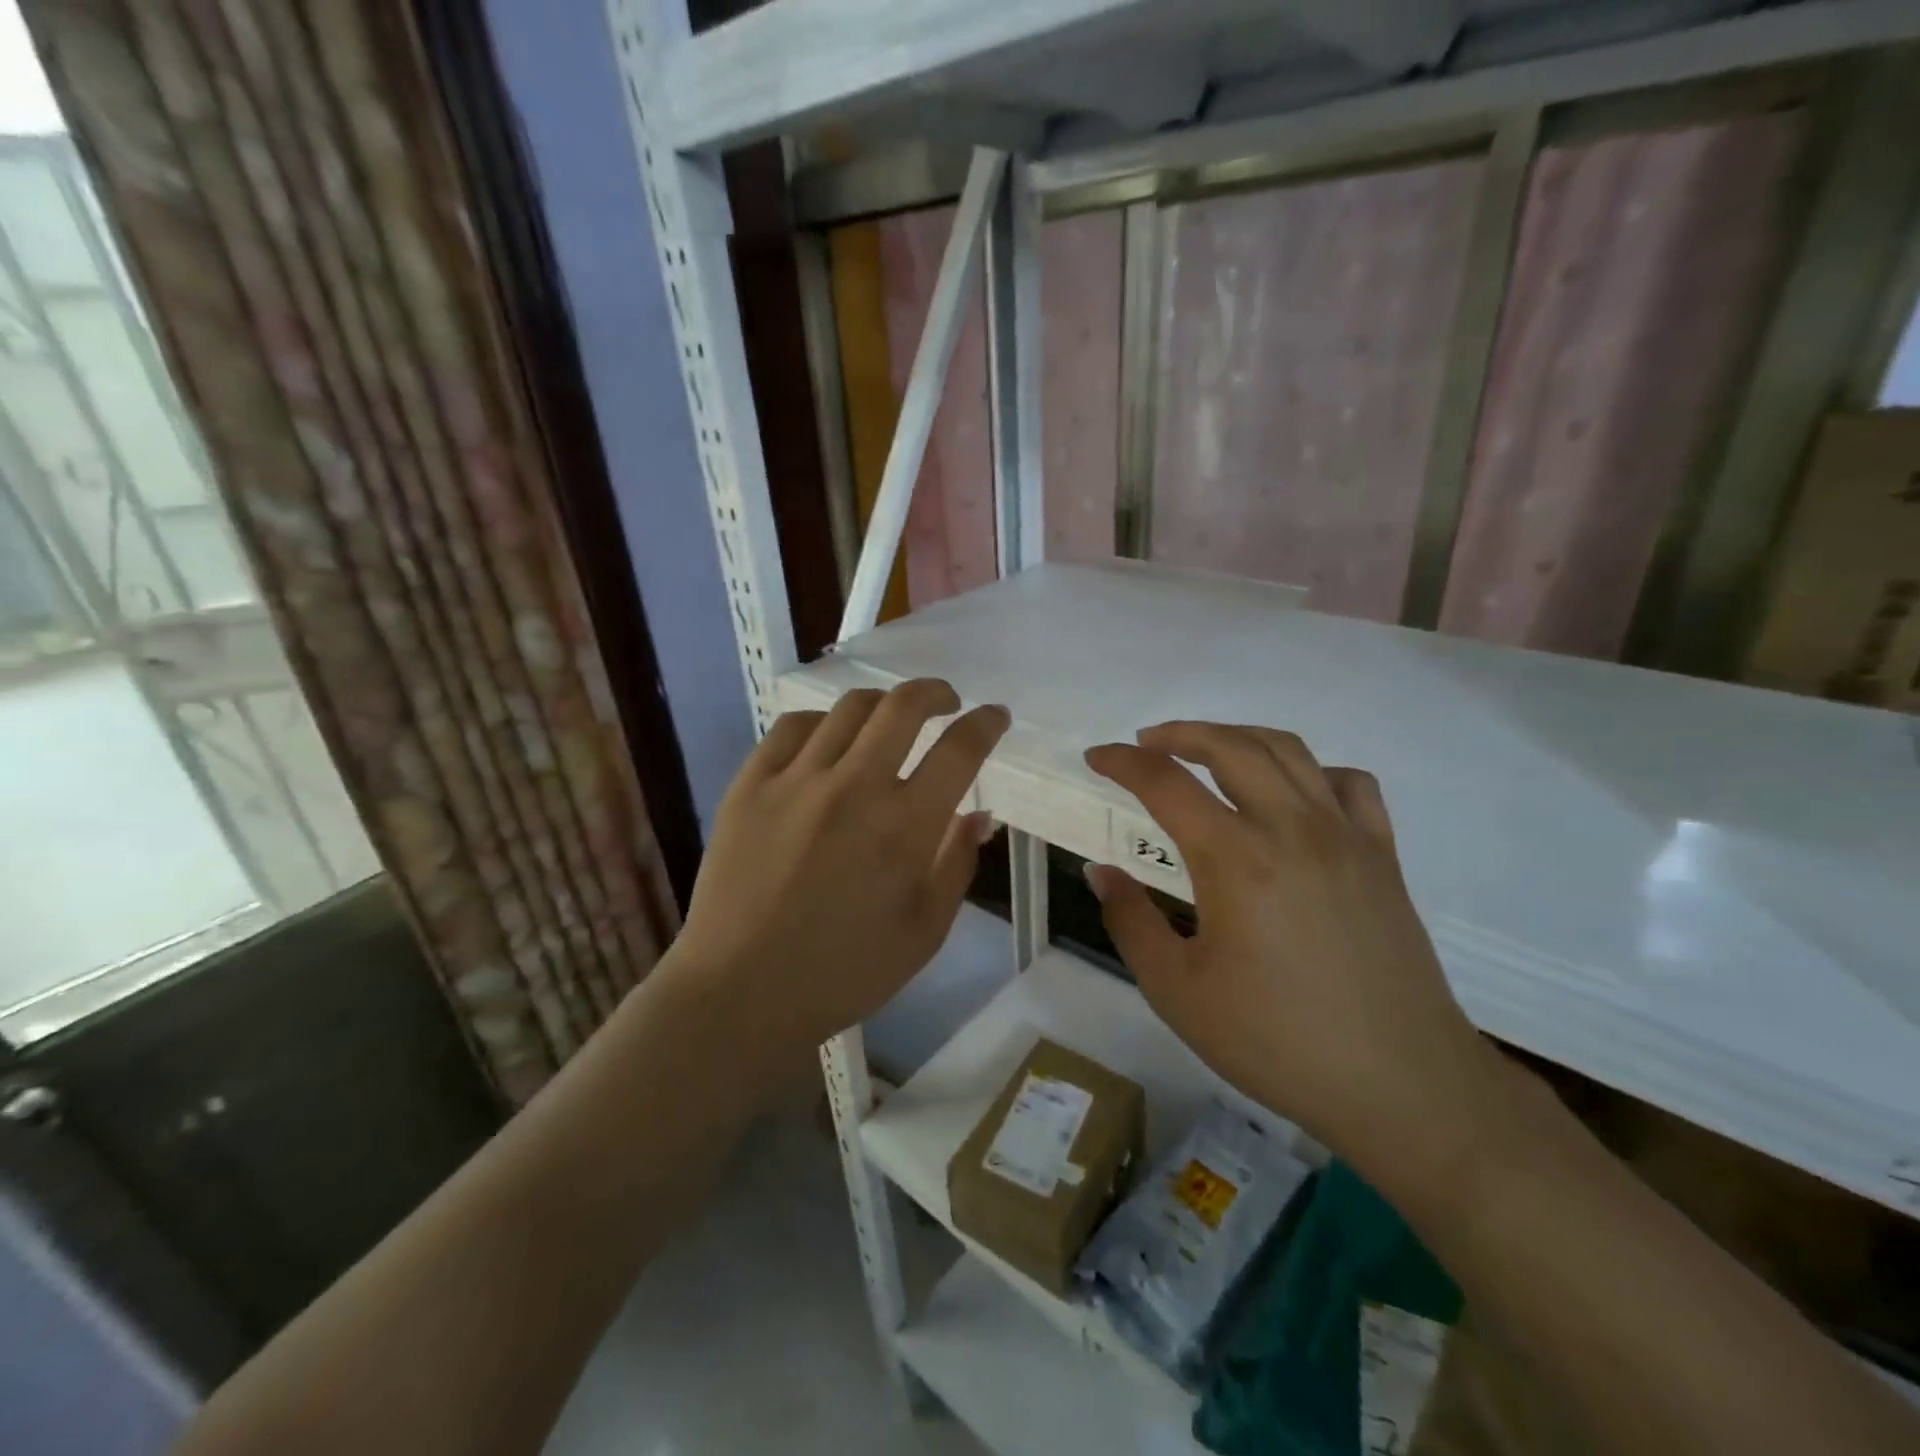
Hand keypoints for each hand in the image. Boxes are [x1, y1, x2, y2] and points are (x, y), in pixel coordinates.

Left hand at [668, 679, 1007, 1058]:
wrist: (742, 992)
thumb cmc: (844, 973)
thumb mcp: (924, 933)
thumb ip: (956, 864)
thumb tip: (979, 815)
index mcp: (904, 827)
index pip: (959, 750)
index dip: (985, 724)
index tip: (994, 717)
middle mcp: (854, 787)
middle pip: (903, 706)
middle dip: (936, 692)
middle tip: (945, 702)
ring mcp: (796, 780)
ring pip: (849, 708)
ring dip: (882, 704)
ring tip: (888, 721)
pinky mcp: (750, 784)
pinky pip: (792, 727)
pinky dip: (822, 723)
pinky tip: (828, 740)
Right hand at [1085, 722, 1505, 1200]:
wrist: (1402, 1085)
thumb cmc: (1277, 1042)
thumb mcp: (1177, 991)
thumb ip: (1131, 921)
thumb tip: (1101, 873)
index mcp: (1236, 859)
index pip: (1166, 783)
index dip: (1123, 762)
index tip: (1096, 758)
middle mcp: (1292, 828)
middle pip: (1230, 746)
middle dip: (1179, 733)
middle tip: (1145, 744)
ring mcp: (1346, 836)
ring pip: (1288, 751)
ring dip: (1237, 738)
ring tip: (1207, 751)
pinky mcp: (1382, 855)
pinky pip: (1348, 784)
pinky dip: (1310, 770)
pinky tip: (1292, 795)